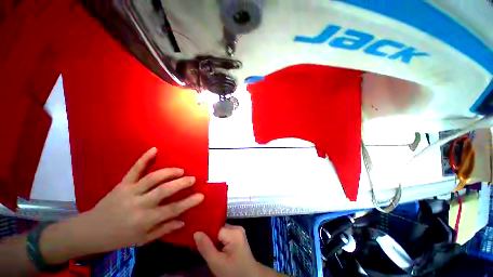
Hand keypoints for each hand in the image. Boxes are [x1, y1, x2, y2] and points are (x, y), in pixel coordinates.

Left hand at [77, 147, 203, 252]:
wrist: (91, 230)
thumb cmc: (119, 237)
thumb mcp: (142, 240)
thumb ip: (163, 229)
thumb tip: (183, 221)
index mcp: (144, 220)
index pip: (172, 210)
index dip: (188, 202)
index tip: (201, 196)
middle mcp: (139, 204)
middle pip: (164, 190)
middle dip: (181, 183)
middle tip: (192, 179)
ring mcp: (130, 191)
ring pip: (152, 178)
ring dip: (169, 172)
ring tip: (180, 171)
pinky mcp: (122, 184)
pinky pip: (135, 169)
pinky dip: (144, 158)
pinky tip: (154, 149)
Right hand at [194, 225, 262, 276]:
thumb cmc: (233, 272)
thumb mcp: (217, 263)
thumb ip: (206, 247)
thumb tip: (196, 232)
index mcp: (234, 232)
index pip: (215, 228)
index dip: (205, 233)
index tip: (193, 238)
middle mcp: (237, 227)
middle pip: (217, 229)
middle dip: (208, 236)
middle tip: (197, 244)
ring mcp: (238, 231)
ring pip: (219, 232)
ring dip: (212, 239)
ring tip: (203, 246)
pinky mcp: (237, 236)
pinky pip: (224, 235)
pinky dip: (217, 241)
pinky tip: (212, 247)